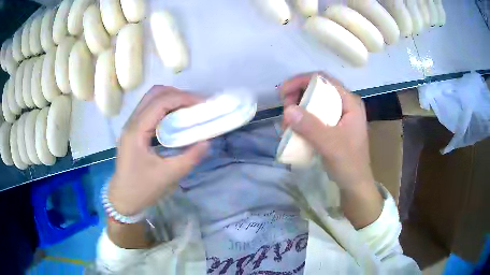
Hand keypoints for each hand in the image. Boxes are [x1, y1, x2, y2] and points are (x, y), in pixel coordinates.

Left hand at [109, 86, 208, 215]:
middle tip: (196, 106)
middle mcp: (132, 122)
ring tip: (189, 110)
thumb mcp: (168, 176)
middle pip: (155, 94)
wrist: (122, 199)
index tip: (202, 104)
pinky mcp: (134, 131)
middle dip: (178, 95)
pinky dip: (166, 109)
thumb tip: (207, 141)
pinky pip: (150, 110)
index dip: (183, 98)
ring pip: (152, 99)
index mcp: (137, 131)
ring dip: (171, 99)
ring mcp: (131, 125)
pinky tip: (176, 120)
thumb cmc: (141, 189)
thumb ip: (189, 158)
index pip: (161, 102)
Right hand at [280, 72, 373, 189]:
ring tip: (286, 124)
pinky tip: (293, 130)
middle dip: (297, 96)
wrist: (354, 184)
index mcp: (350, 103)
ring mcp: (339, 116)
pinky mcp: (333, 127)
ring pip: (314, 103)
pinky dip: (301, 120)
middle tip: (284, 110)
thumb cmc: (349, 164)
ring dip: (297, 110)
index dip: (301, 81)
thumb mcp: (331, 145)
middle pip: (318, 89)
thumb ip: (311, 127)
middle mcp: (345, 105)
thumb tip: (287, 109)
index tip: (283, 92)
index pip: (324, 80)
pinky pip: (314, 116)